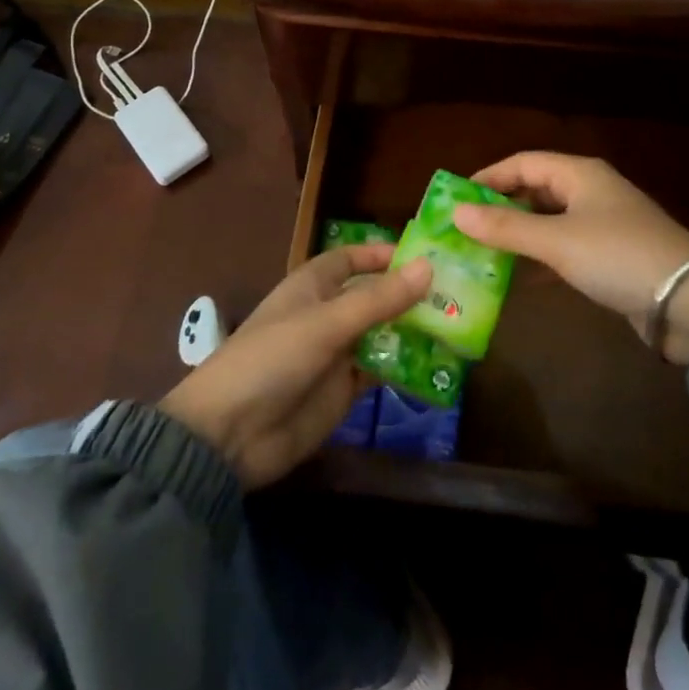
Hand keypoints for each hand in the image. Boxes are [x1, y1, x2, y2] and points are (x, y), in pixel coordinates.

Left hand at [160, 244, 431, 487]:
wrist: (230, 435)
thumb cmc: (272, 359)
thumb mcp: (326, 323)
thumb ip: (378, 299)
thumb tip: (428, 267)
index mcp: (313, 286)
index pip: (350, 258)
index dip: (381, 254)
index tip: (423, 254)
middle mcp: (326, 314)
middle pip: (372, 296)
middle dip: (408, 293)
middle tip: (458, 292)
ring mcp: (335, 354)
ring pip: (381, 333)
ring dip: (411, 330)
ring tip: (458, 326)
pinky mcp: (342, 392)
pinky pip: (379, 370)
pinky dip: (404, 366)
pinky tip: (438, 365)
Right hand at [453, 152, 688, 363]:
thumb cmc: (616, 256)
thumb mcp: (556, 241)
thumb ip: (505, 227)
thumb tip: (455, 212)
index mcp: (579, 174)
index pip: (523, 163)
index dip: (488, 177)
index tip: (456, 199)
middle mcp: (589, 191)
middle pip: (534, 190)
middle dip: (499, 209)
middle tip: (464, 230)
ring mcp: (601, 224)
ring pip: (547, 221)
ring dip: (517, 236)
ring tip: (480, 254)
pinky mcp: (608, 256)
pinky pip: (562, 248)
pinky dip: (538, 258)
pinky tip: (516, 278)